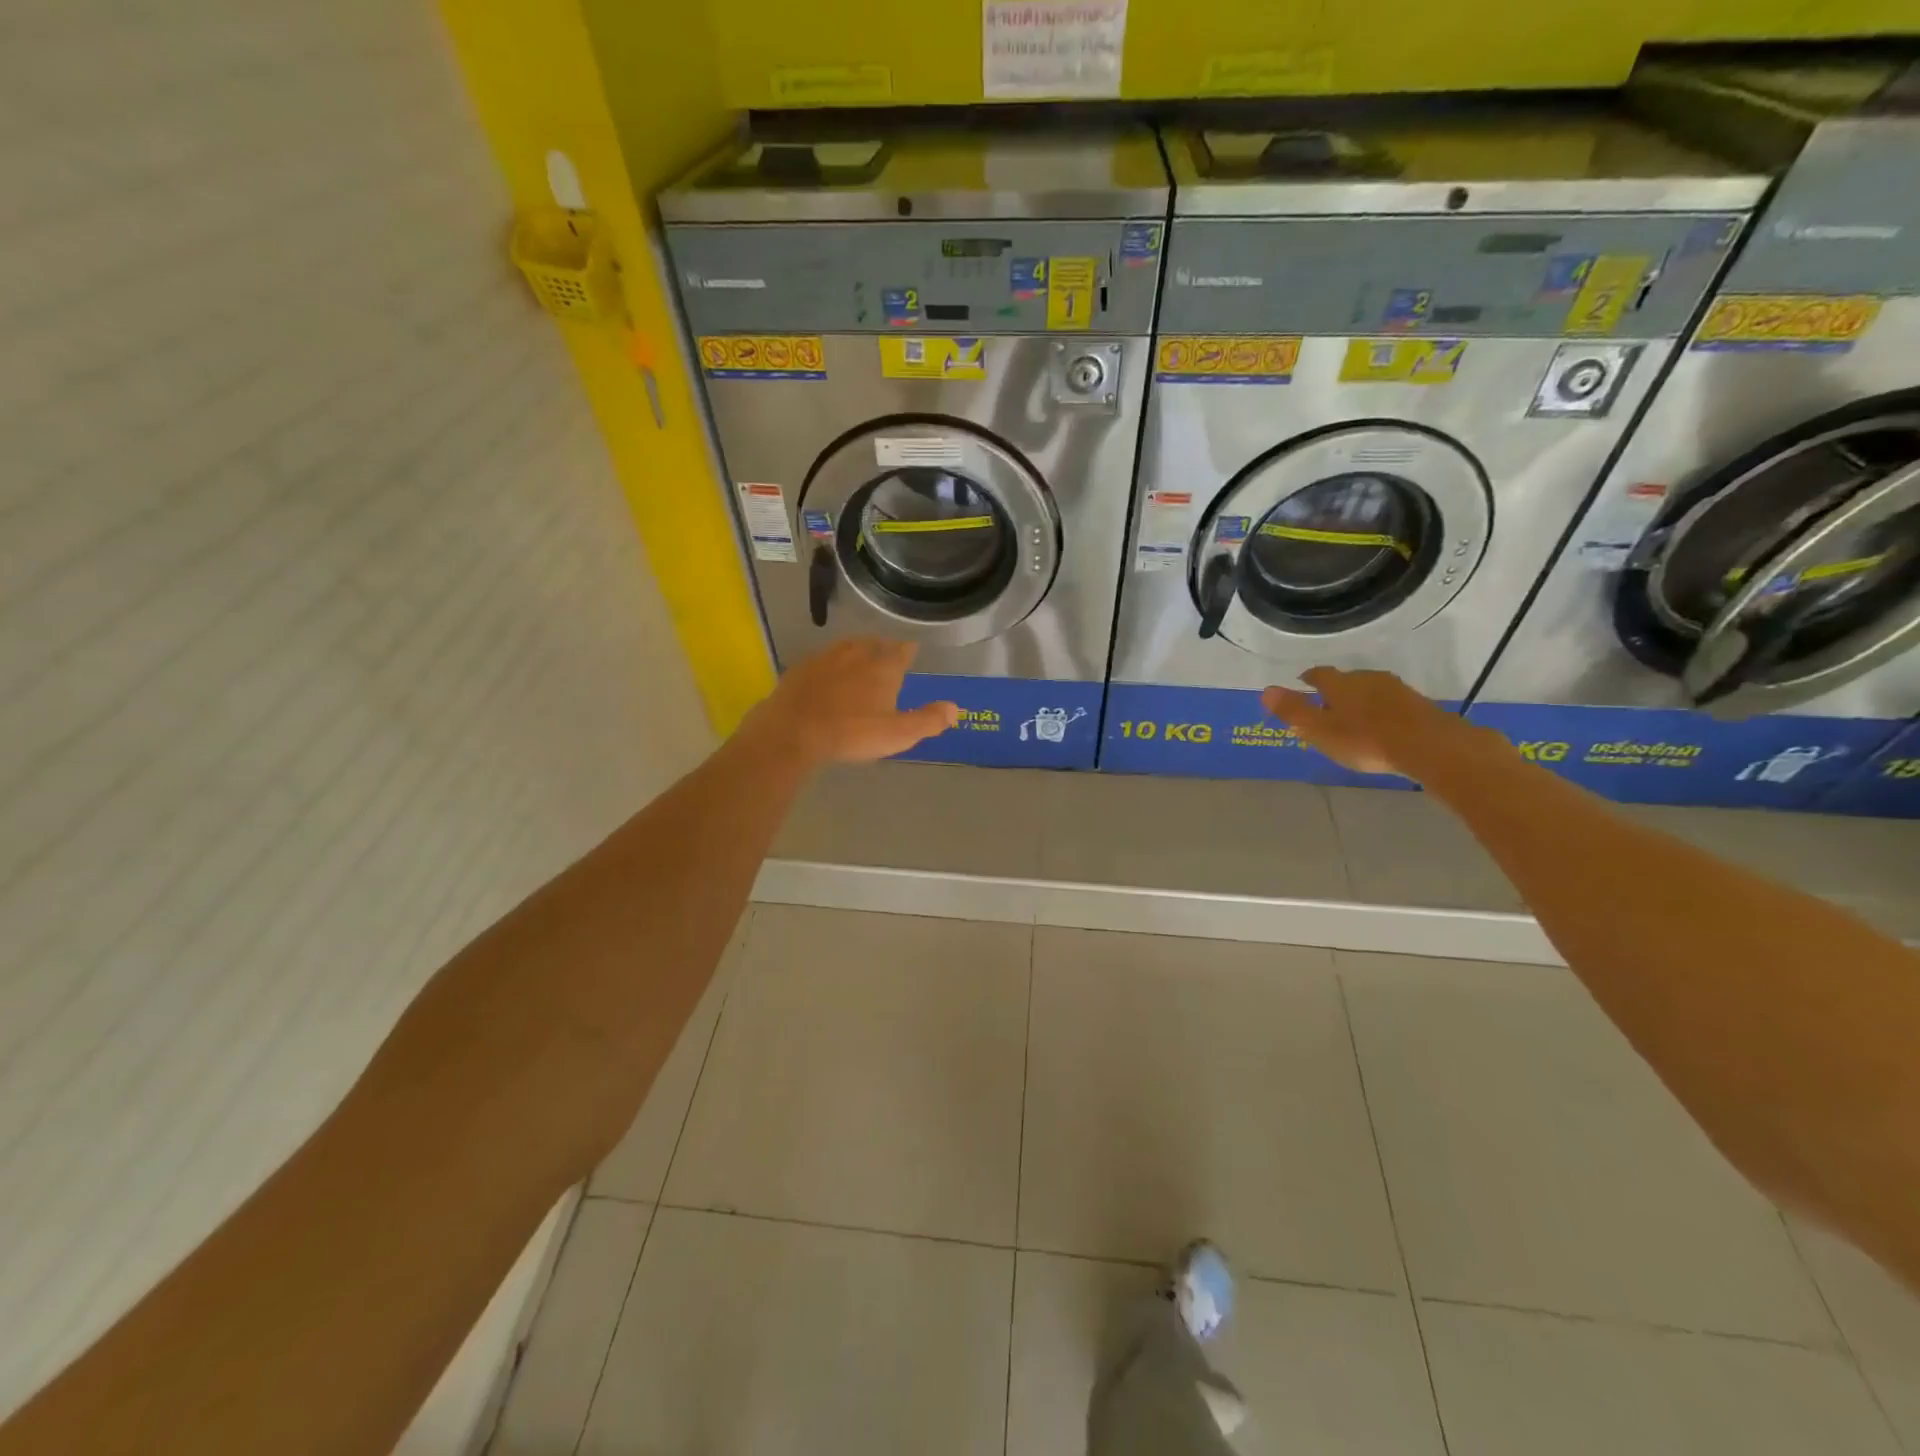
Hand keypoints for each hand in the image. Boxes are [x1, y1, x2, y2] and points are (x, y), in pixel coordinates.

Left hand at [749, 639, 959, 765]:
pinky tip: (826, 673)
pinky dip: (830, 663)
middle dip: (882, 647)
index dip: (908, 650)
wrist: (793, 731)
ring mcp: (826, 659)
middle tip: (886, 652)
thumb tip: (956, 708)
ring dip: (856, 650)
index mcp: (883, 668)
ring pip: (847, 647)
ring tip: (860, 656)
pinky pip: (822, 659)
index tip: (911, 649)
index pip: (902, 651)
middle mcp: (856, 655)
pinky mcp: (801, 669)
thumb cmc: (851, 733)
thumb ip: (928, 720)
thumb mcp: (897, 734)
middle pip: (874, 644)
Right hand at [1261, 667, 1478, 778]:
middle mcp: (1366, 679)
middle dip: (1334, 691)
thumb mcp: (1320, 730)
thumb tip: (1266, 690)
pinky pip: (1389, 702)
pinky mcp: (1416, 703)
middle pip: (1345, 681)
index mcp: (1339, 684)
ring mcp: (1394, 689)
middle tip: (1326, 707)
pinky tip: (1380, 726)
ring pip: (1369, 690)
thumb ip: (1293, 711)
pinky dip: (1380, 711)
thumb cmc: (1365, 739)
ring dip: (1359, 701)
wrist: (1428, 746)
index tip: (1302, 683)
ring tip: (1352, 718)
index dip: (1308, 679)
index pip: (1318, 674)